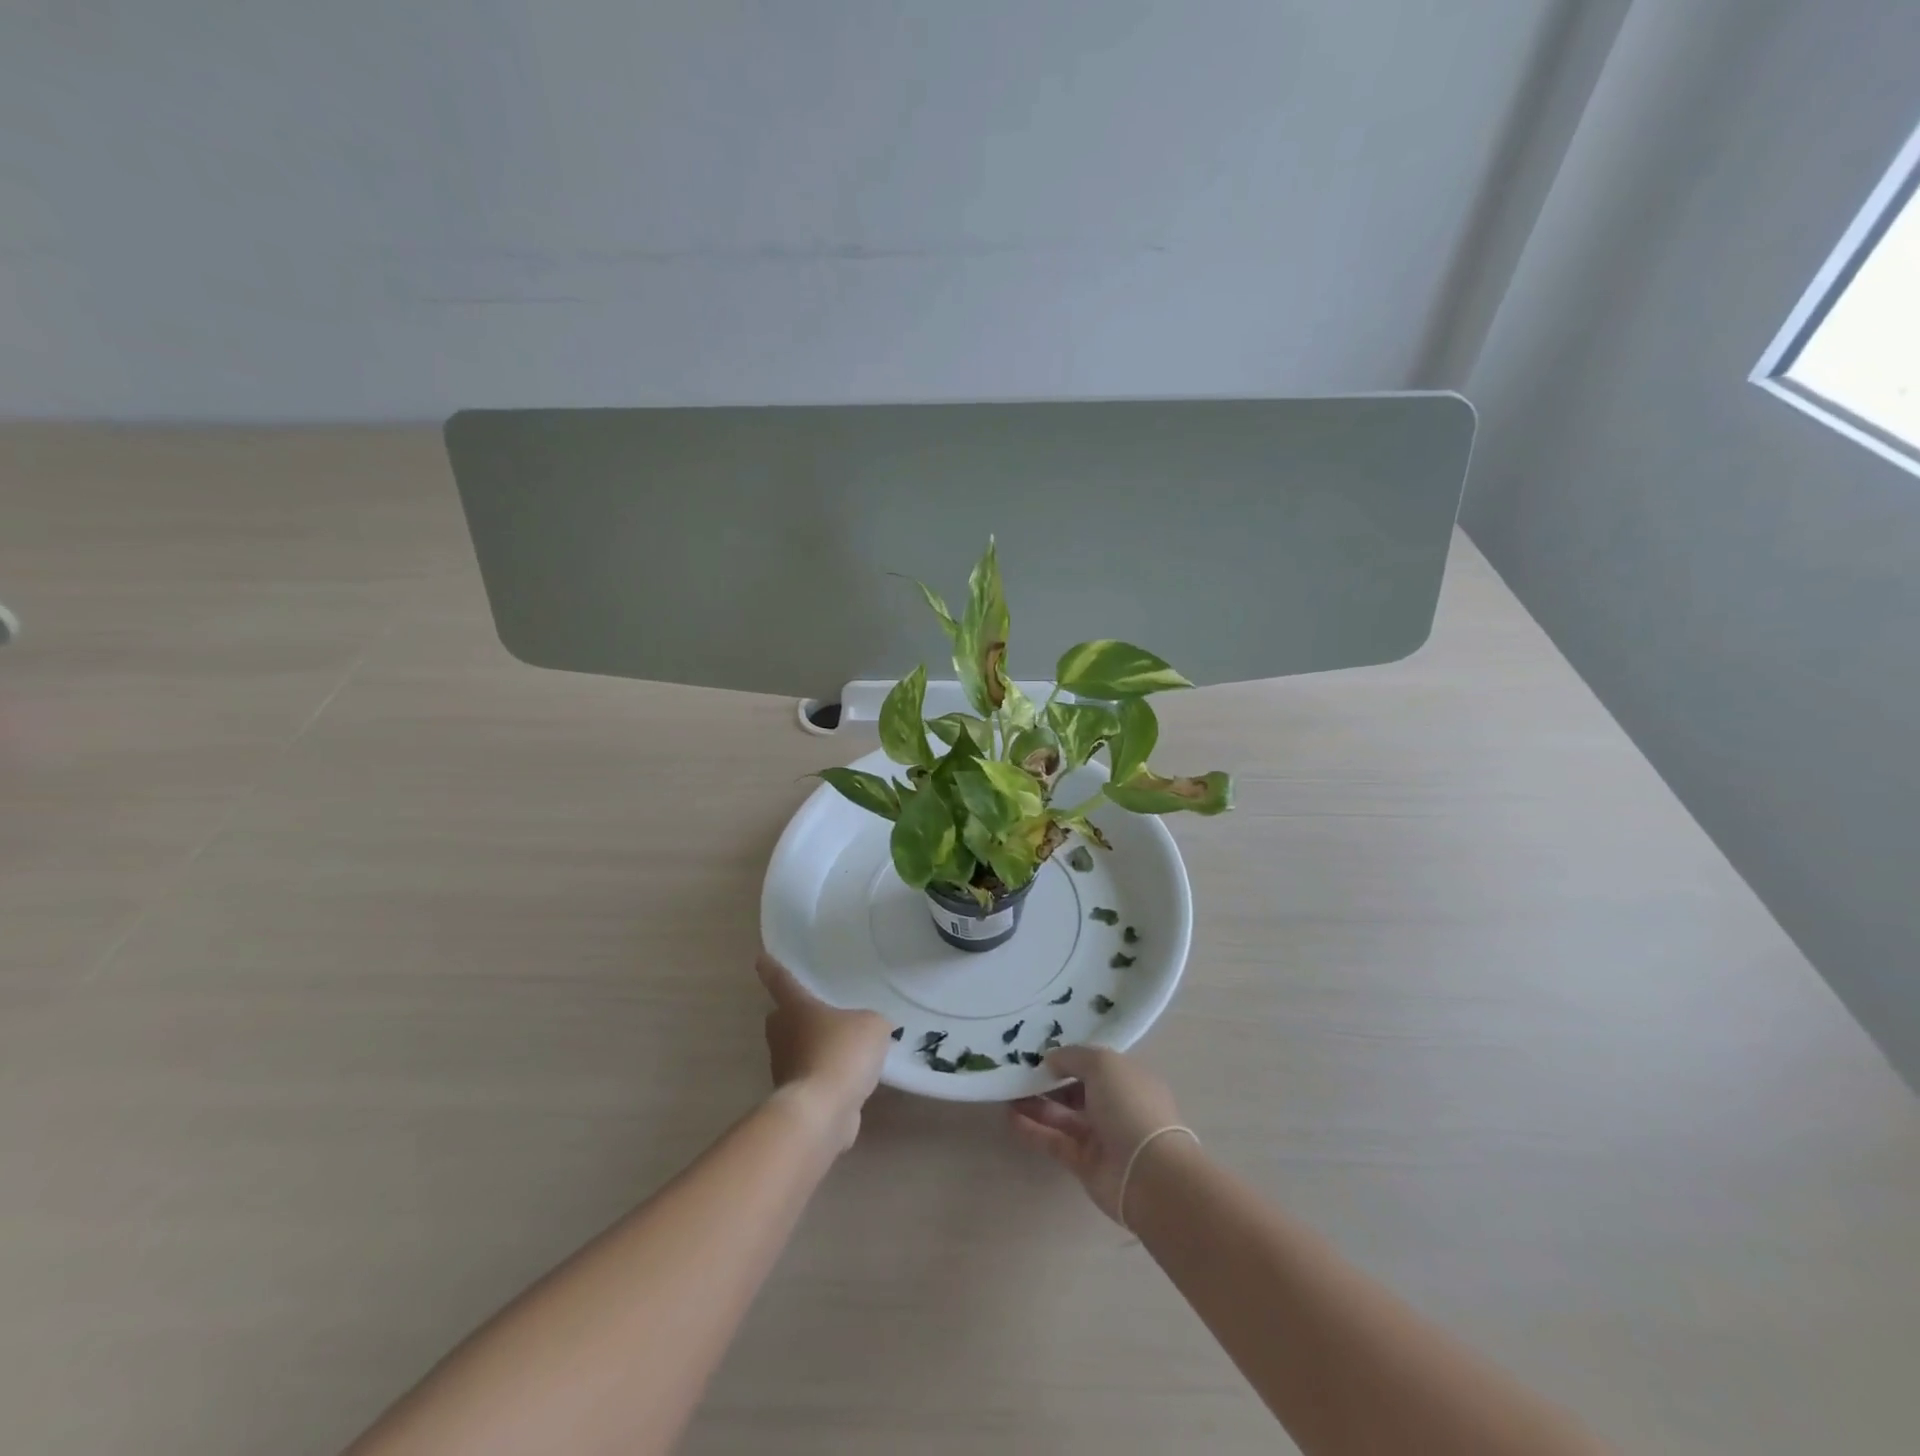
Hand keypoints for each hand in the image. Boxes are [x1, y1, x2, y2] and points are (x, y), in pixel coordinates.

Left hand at [755, 952, 893, 1151]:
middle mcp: (783, 1035)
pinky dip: (827, 1079)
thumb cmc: (841, 1053)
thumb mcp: (871, 1025)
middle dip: (797, 1016)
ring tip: (846, 1051)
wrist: (821, 1111)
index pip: (782, 981)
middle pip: (784, 1019)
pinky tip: (850, 1082)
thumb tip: (869, 1031)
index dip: (772, 969)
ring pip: (798, 1051)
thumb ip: (871, 1021)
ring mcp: (785, 1069)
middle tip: (822, 1014)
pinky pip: (813, 1079)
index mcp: (796, 1008)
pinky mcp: (795, 1098)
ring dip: (816, 1050)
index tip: (760, 959)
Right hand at [1008, 1045, 1185, 1221]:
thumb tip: (1051, 1060)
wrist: (1148, 1173)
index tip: (1039, 1052)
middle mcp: (1115, 1105)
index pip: (1095, 1064)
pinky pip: (1055, 1141)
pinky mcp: (1084, 1163)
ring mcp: (1100, 1136)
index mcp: (1127, 1079)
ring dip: (1036, 1104)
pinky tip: (1010, 1118)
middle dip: (1048, 1081)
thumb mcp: (1102, 1064)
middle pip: (1076, 1090)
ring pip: (1063, 1115)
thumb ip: (1073, 1057)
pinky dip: (1033, 1130)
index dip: (1069, 1058)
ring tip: (1006, 1092)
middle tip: (1017, 1072)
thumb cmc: (1129, 1105)